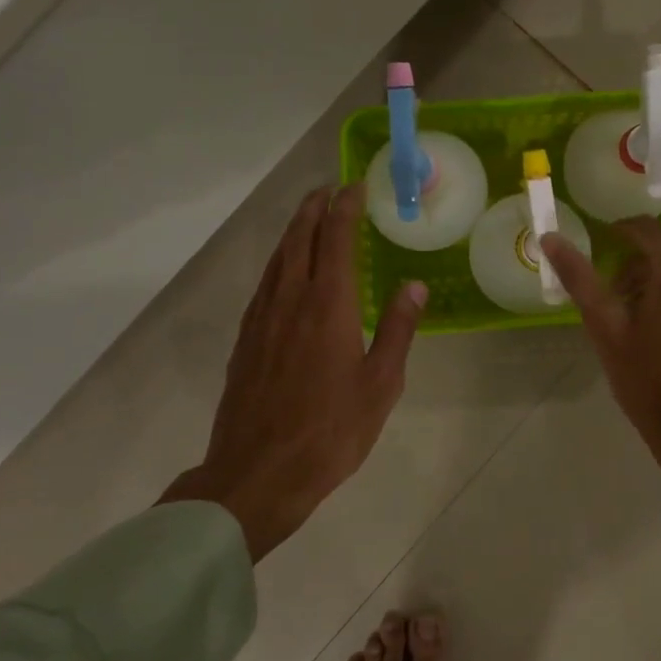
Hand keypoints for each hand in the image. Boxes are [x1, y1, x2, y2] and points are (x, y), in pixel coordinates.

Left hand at [160, 184, 425, 560]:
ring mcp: (262, 320)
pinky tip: (283, 271)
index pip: (336, 240)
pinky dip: (278, 262)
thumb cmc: (331, 432)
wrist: (257, 473)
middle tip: (328, 189)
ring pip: (277, 260)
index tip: (355, 186)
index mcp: (328, 307)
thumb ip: (397, 330)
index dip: (345, 209)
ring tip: (307, 217)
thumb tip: (414, 285)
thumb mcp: (381, 384)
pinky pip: (263, 284)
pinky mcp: (245, 341)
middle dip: (314, 209)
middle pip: (300, 240)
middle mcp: (290, 301)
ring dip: (293, 231)